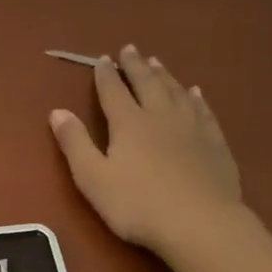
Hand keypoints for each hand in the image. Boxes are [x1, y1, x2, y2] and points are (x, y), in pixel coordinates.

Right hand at [50, 44, 242, 253]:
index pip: (113, 91)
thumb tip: (57, 111)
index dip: (106, 74)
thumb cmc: (137, 204)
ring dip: (164, 75)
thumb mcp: (93, 178)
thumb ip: (75, 143)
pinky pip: (203, 110)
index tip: (102, 59)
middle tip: (130, 49)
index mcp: (128, 123)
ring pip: (175, 91)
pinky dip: (195, 97)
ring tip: (157, 62)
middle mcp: (160, 115)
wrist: (199, 222)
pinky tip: (195, 93)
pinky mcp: (214, 142)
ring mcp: (192, 127)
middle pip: (146, 83)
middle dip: (135, 66)